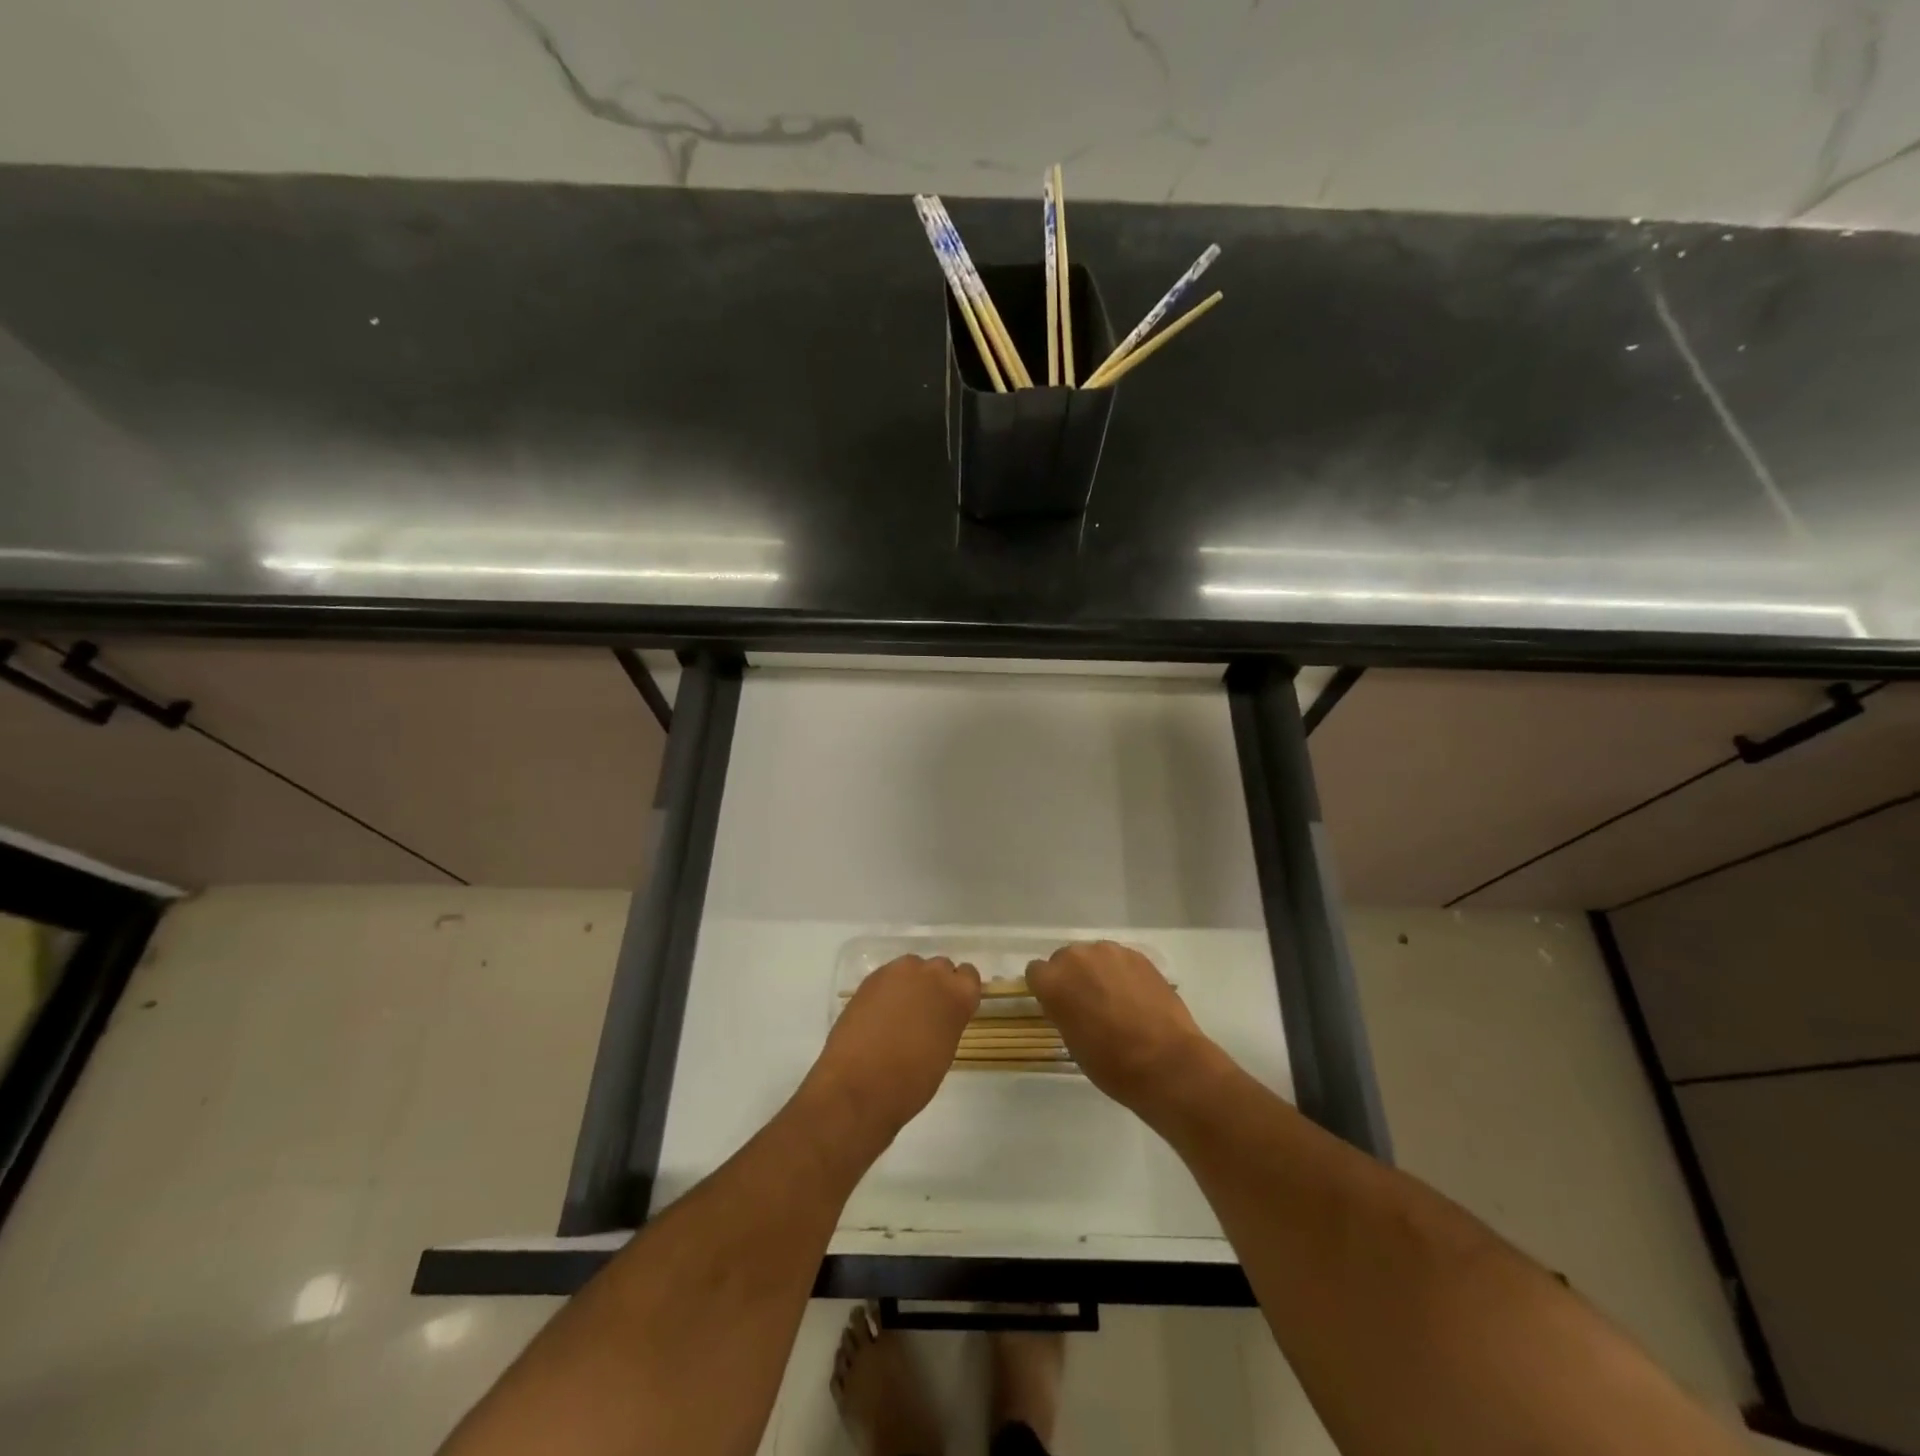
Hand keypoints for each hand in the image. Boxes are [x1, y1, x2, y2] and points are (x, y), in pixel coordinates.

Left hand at [806, 955, 981, 1146]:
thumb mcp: (944, 1052)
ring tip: (898, 1014)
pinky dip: (888, 991)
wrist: (858, 1085)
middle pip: (941, 968)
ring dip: (911, 985)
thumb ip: (947, 1023)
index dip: (960, 992)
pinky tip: (878, 1016)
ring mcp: (899, 972)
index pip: (969, 976)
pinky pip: (889, 977)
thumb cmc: (910, 1081)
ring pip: (913, 968)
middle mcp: (931, 974)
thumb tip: (937, 1017)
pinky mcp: (872, 977)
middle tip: (924, 1015)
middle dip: (935, 986)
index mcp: (957, 995)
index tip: (951, 1010)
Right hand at [1026, 941, 1221, 1115]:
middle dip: (1072, 977)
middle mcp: (1077, 957)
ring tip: (1115, 1000)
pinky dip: (1121, 973)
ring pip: (1094, 956)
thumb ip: (1063, 1010)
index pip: (1036, 972)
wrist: (1166, 1062)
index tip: (1057, 1006)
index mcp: (1053, 981)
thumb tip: (1069, 1002)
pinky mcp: (1138, 955)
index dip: (1046, 989)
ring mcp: (1110, 952)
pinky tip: (1136, 997)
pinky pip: (1119, 960)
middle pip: (1065, 959)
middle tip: (1087, 1004)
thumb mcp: (1072, 1041)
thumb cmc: (1111, 1063)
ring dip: (1097, 972)